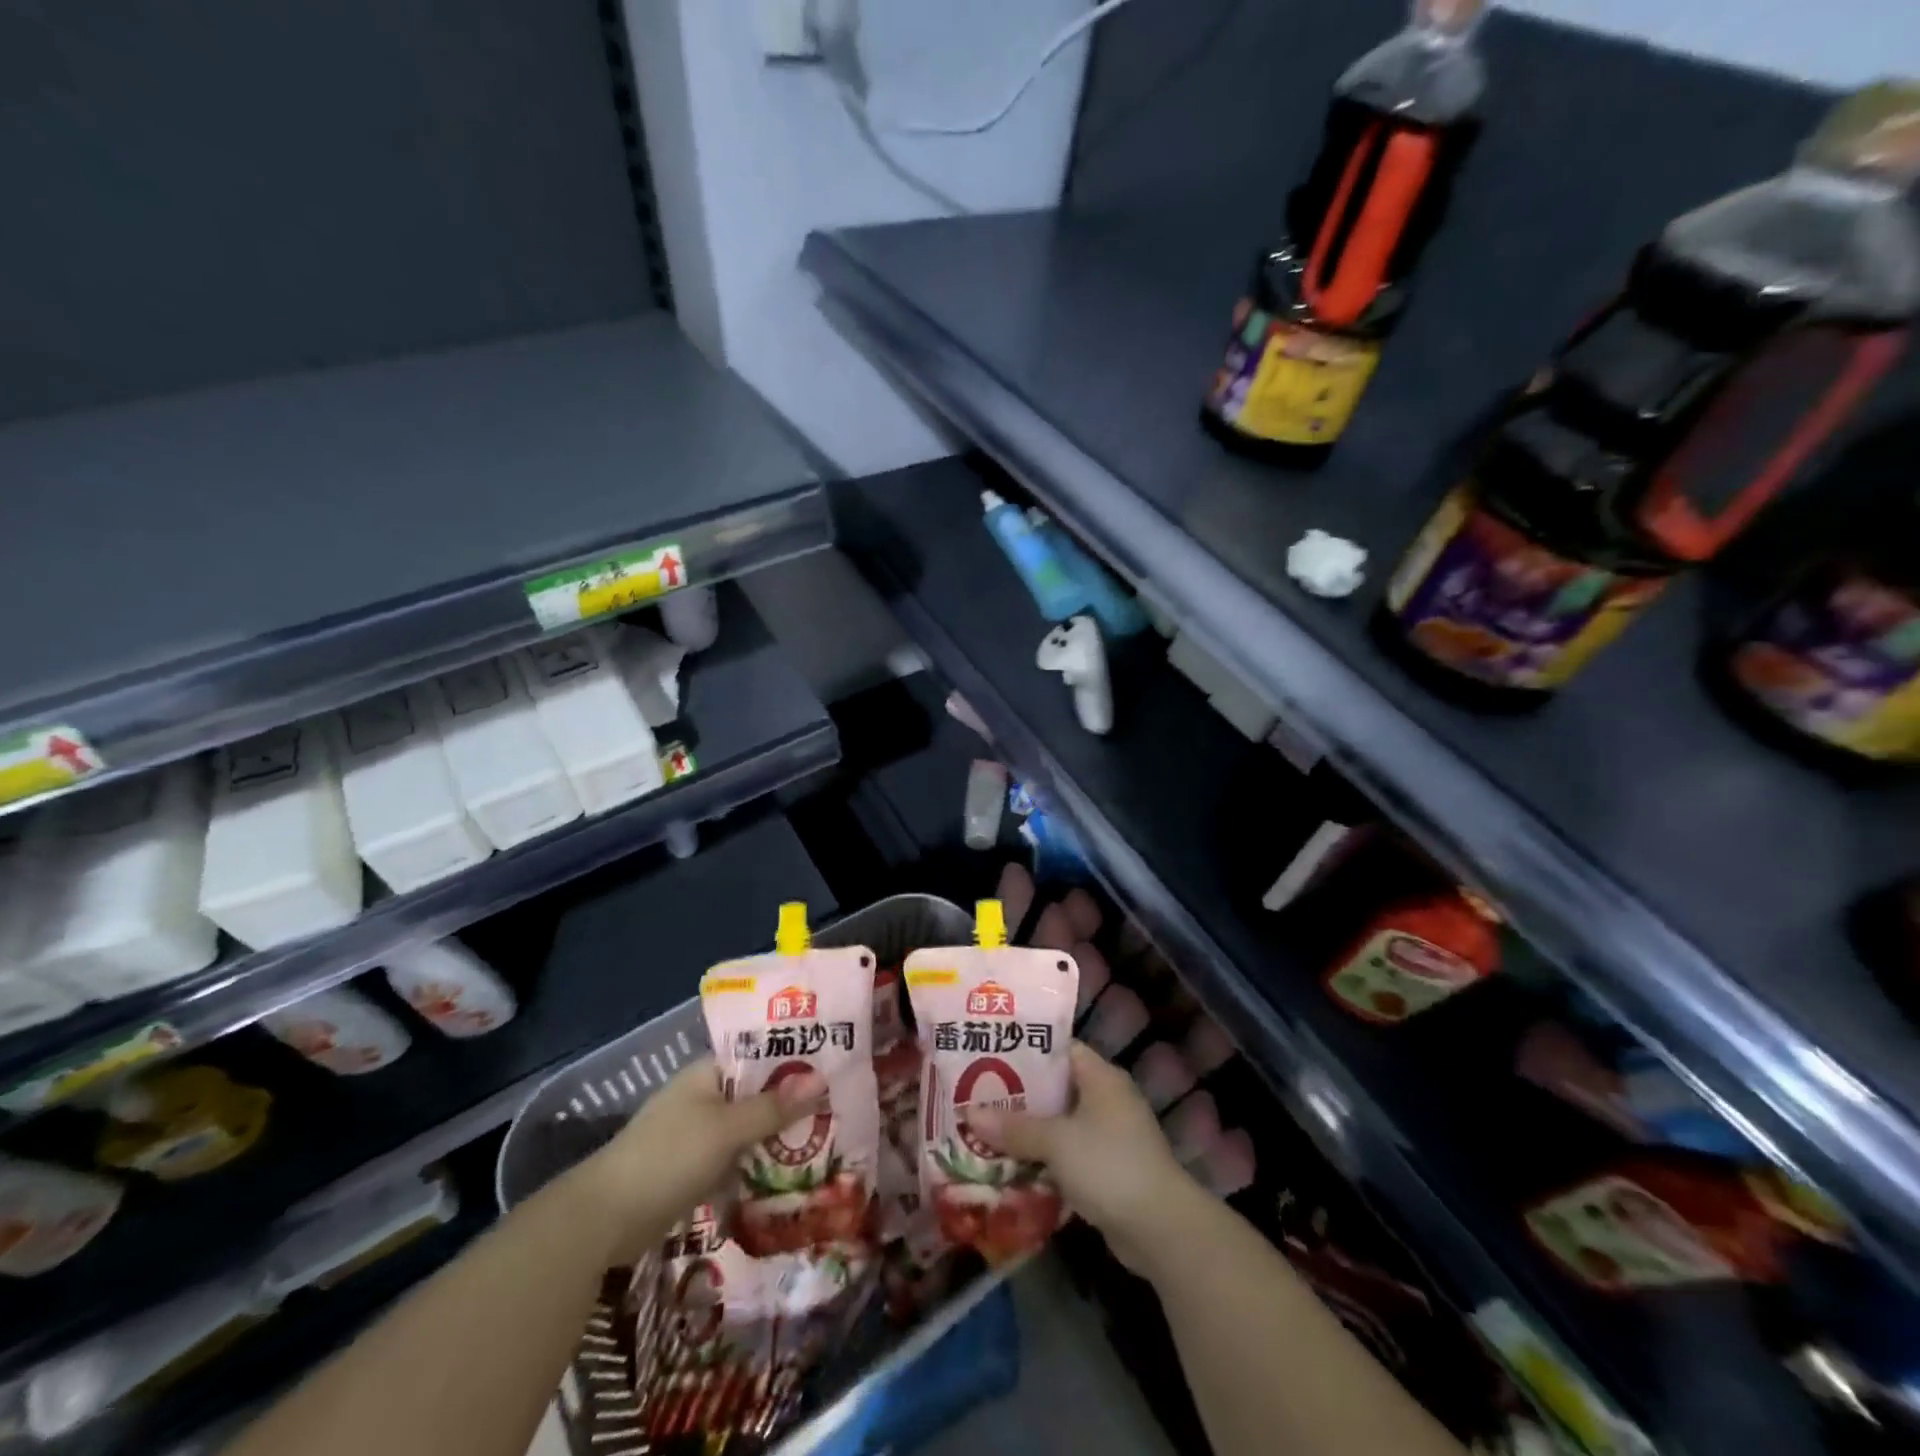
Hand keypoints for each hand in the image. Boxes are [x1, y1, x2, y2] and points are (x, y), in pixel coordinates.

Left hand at [575, 1057, 825, 1261]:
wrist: (604, 1220)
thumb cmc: (667, 1157)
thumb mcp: (726, 1129)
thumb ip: (773, 1107)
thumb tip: (821, 1079)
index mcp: (707, 1073)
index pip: (757, 1054)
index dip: (792, 1056)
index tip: (832, 1063)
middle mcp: (703, 1097)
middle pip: (756, 1092)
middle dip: (791, 1101)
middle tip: (838, 1105)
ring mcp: (697, 1134)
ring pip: (748, 1127)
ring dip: (778, 1135)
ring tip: (826, 1138)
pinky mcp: (693, 1169)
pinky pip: (736, 1157)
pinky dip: (759, 1163)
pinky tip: (790, 1173)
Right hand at [968, 1041, 1201, 1270]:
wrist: (1162, 1229)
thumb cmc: (1109, 1165)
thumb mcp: (1057, 1142)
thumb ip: (1014, 1127)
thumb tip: (968, 1113)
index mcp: (1101, 1077)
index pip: (1059, 1049)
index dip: (1025, 1050)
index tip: (988, 1053)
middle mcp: (1107, 1099)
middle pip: (1055, 1088)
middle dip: (1019, 1096)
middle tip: (976, 1095)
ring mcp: (1110, 1136)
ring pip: (1059, 1124)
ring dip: (1028, 1131)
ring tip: (984, 1131)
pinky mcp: (1108, 1170)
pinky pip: (1068, 1155)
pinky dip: (1043, 1159)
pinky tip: (1011, 1167)